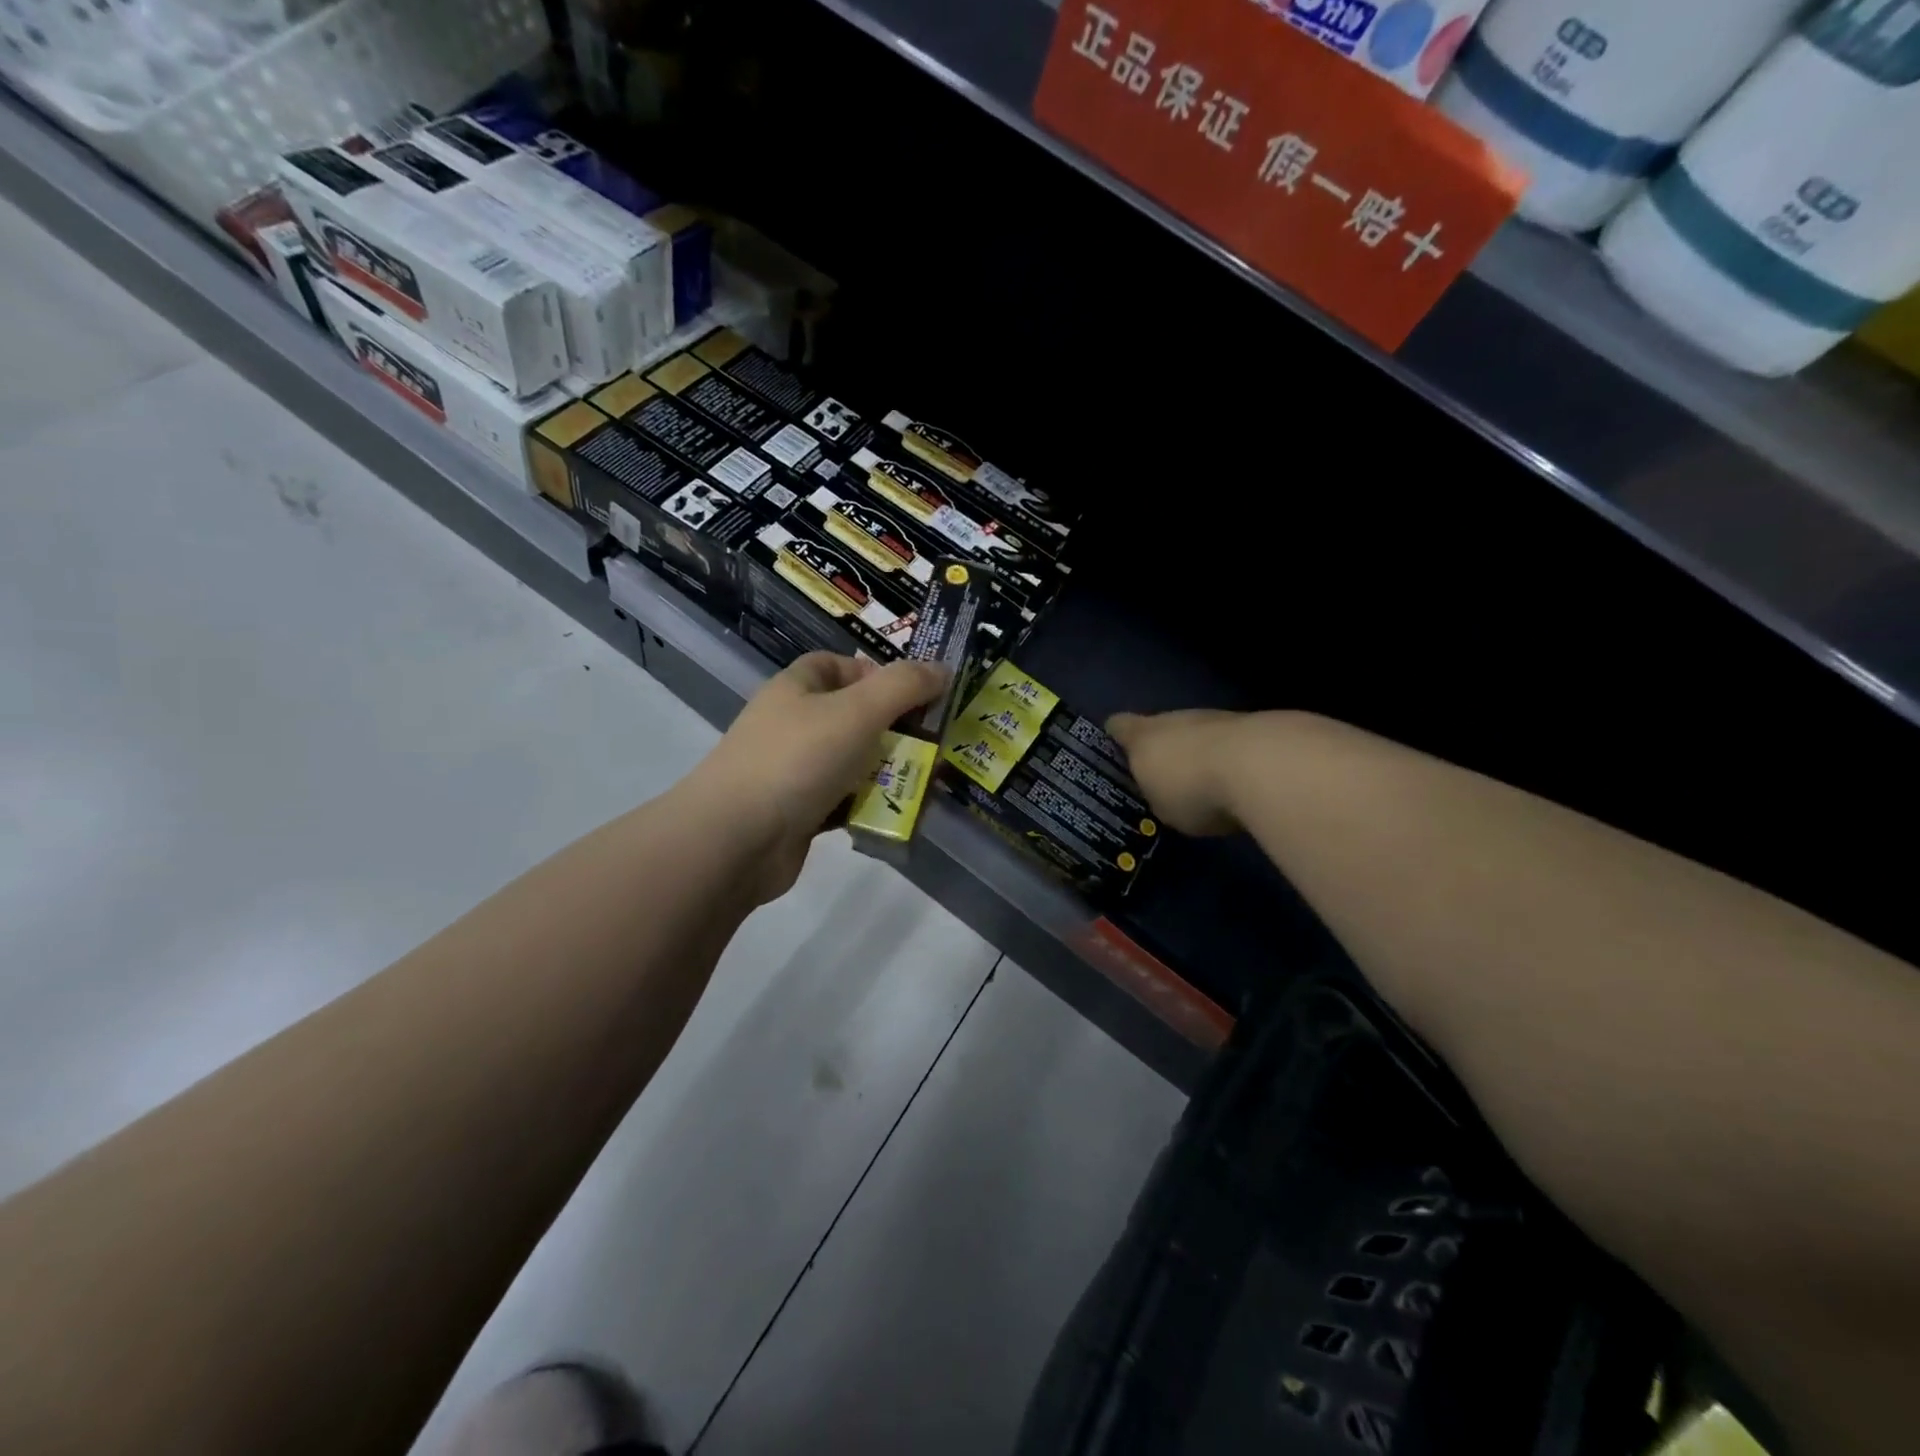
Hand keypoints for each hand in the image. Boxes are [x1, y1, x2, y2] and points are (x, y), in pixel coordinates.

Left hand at [687, 653, 946, 899]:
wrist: (736, 840)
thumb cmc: (798, 760)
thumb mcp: (859, 711)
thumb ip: (904, 686)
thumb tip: (943, 669)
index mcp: (797, 688)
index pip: (839, 665)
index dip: (878, 673)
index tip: (915, 695)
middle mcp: (793, 724)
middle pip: (853, 716)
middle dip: (894, 729)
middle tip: (934, 745)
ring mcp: (793, 770)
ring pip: (852, 762)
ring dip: (887, 771)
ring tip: (925, 784)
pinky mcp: (798, 812)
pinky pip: (843, 801)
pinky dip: (868, 806)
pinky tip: (896, 815)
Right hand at [1107, 709, 1248, 836]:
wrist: (1260, 766)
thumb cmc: (1192, 787)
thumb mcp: (1162, 806)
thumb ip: (1158, 794)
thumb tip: (1164, 790)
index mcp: (1142, 735)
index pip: (1118, 727)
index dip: (1115, 736)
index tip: (1114, 750)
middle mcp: (1176, 718)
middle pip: (1162, 728)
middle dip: (1165, 750)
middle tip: (1167, 778)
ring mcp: (1216, 718)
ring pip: (1199, 733)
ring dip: (1201, 753)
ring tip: (1208, 784)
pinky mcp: (1253, 727)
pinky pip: (1231, 744)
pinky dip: (1232, 759)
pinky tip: (1240, 784)